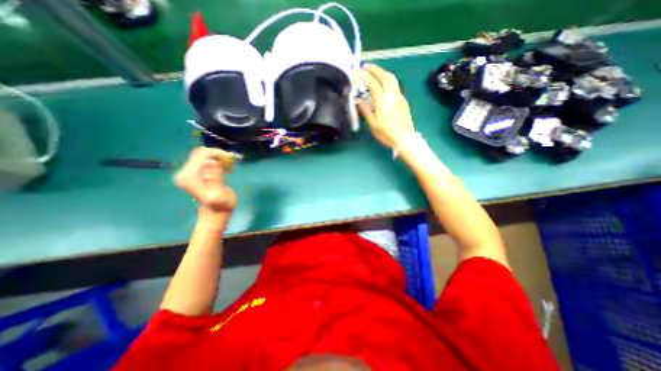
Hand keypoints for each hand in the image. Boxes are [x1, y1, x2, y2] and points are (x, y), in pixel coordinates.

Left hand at [175, 147, 237, 217]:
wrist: (215, 212)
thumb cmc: (221, 205)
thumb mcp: (219, 195)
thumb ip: (214, 180)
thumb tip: (210, 163)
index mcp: (188, 177)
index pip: (201, 155)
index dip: (217, 154)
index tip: (230, 160)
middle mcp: (185, 172)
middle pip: (201, 153)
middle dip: (218, 155)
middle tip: (230, 163)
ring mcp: (189, 172)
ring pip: (203, 155)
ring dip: (218, 157)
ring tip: (228, 166)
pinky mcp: (195, 172)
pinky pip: (205, 159)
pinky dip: (216, 160)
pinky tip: (224, 167)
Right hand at [359, 64, 413, 148]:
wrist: (405, 138)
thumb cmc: (387, 134)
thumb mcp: (373, 125)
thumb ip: (366, 111)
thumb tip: (360, 101)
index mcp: (383, 102)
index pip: (373, 84)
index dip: (366, 76)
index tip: (359, 71)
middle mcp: (392, 96)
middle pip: (385, 76)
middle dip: (375, 69)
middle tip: (367, 66)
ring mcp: (399, 97)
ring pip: (392, 79)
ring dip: (383, 72)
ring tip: (375, 72)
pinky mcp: (403, 100)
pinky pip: (395, 86)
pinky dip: (388, 80)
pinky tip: (384, 84)